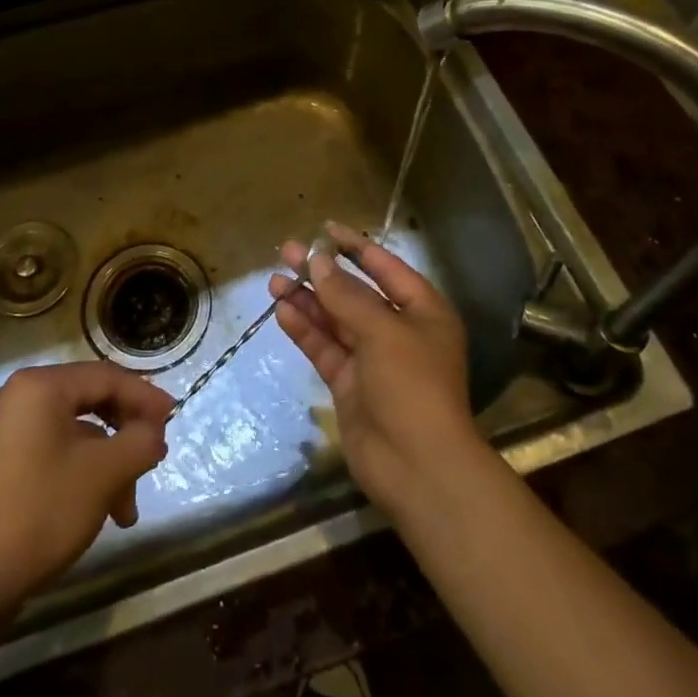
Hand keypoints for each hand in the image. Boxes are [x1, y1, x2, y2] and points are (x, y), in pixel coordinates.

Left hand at [0, 362, 172, 614]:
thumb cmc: (40, 512)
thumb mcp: (103, 474)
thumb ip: (139, 442)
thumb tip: (155, 433)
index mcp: (41, 386)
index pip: (106, 377)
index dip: (144, 396)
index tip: (174, 418)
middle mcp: (22, 397)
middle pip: (92, 401)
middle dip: (127, 434)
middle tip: (154, 457)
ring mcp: (10, 430)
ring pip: (78, 433)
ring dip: (109, 463)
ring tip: (127, 509)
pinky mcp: (6, 461)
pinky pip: (57, 451)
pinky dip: (84, 473)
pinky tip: (102, 510)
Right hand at [271, 221, 481, 515]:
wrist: (418, 467)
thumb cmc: (412, 385)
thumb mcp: (382, 331)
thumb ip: (347, 295)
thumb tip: (318, 261)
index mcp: (423, 311)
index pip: (385, 267)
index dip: (355, 246)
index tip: (324, 229)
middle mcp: (398, 330)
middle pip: (355, 292)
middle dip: (322, 272)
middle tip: (287, 251)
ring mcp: (372, 359)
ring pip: (335, 319)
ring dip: (307, 300)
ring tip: (275, 279)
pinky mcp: (349, 384)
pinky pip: (325, 348)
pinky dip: (305, 330)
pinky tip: (282, 311)